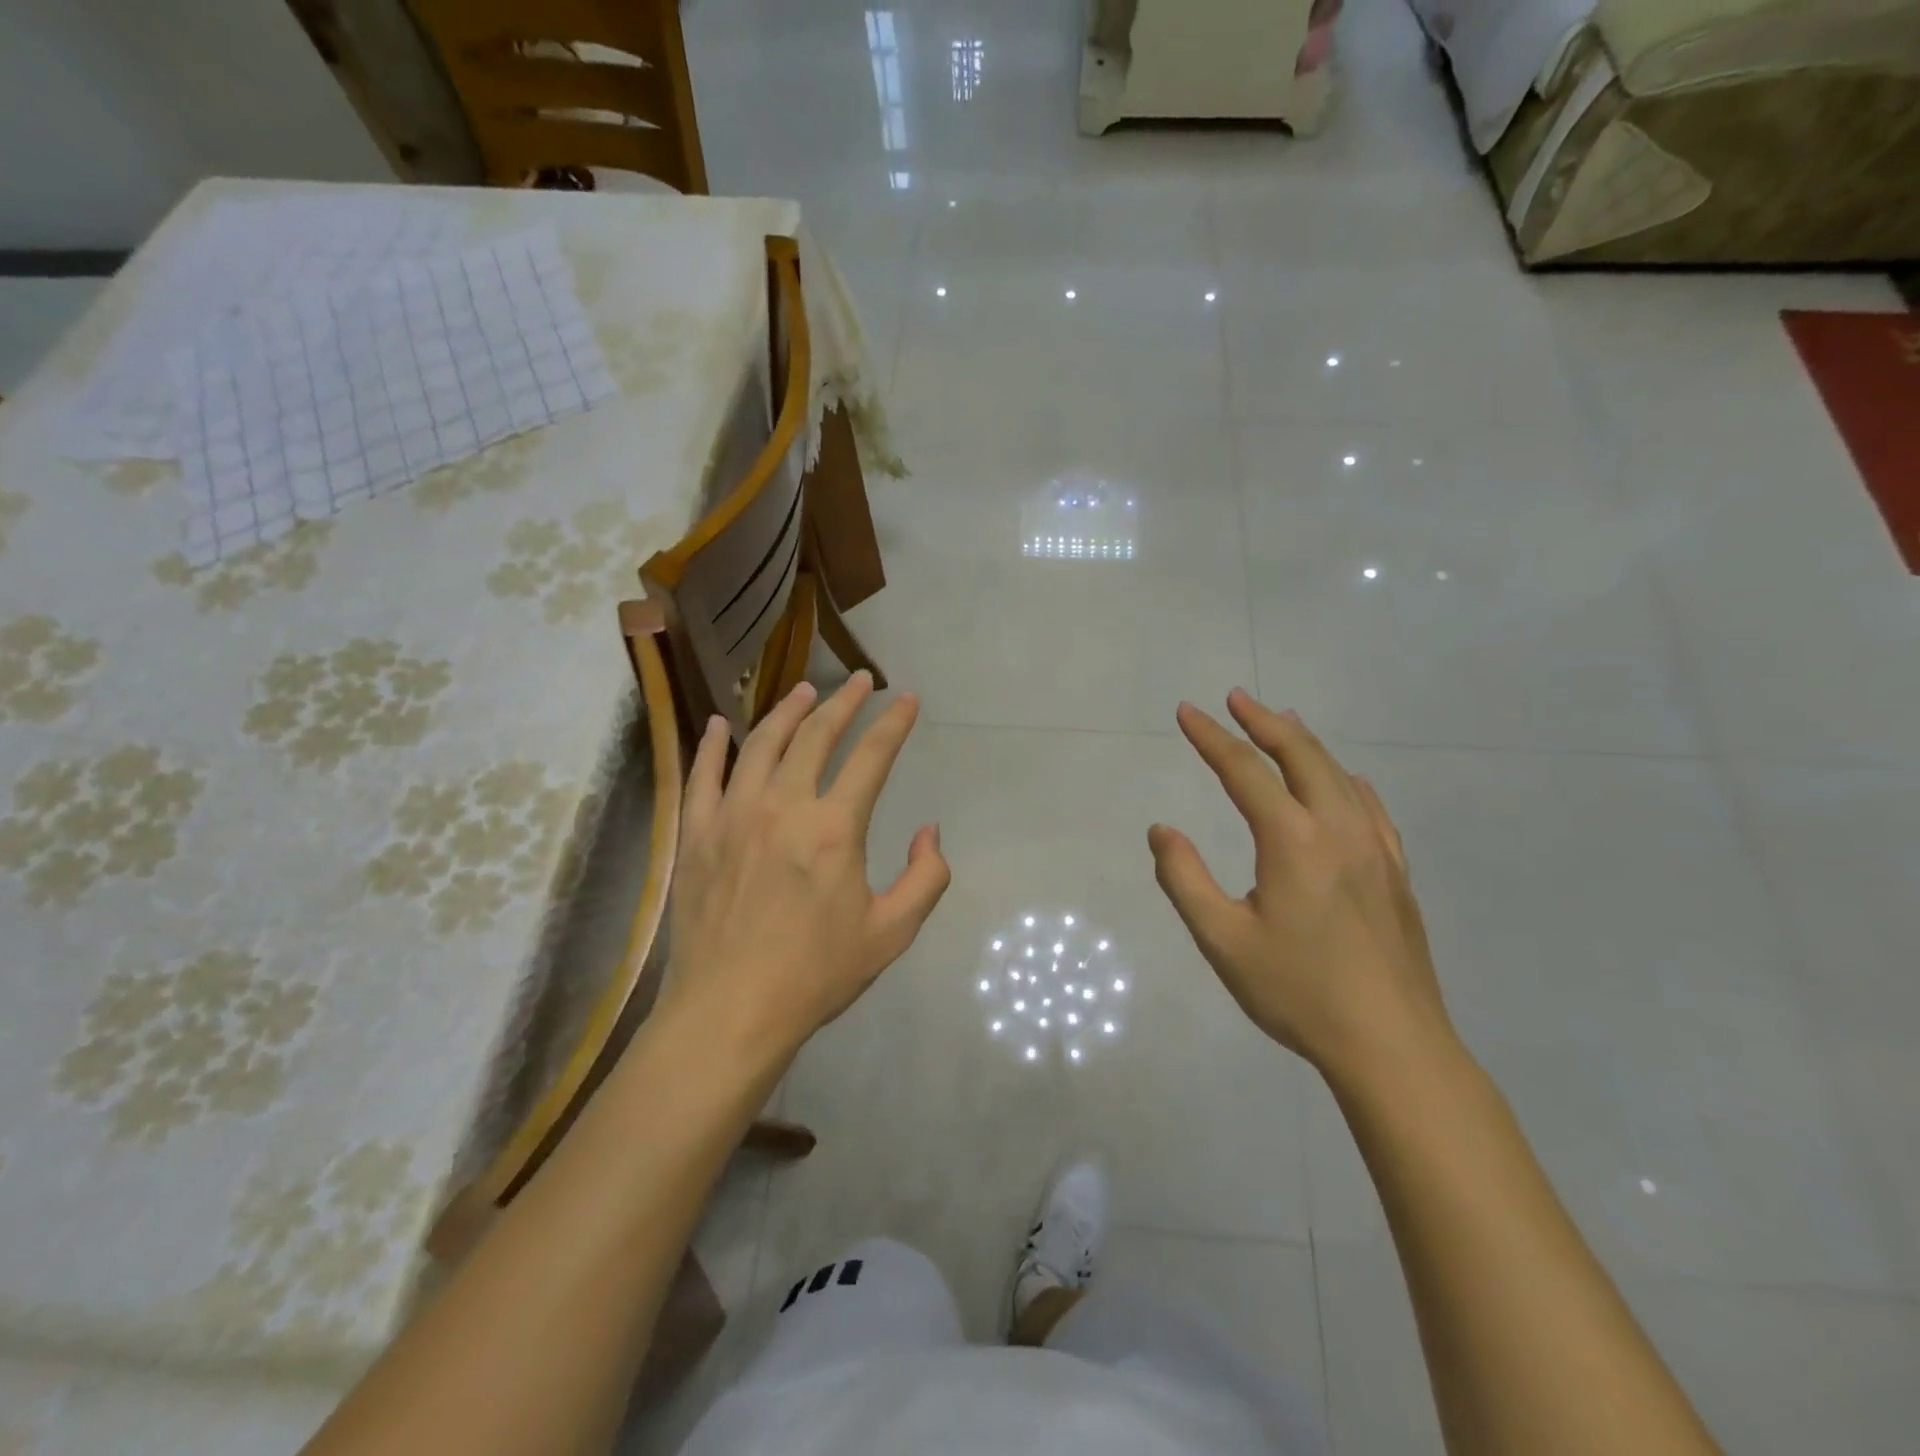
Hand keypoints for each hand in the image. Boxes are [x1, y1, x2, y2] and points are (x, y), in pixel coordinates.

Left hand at [666, 672, 950, 1060]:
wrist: (730, 1011)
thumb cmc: (815, 974)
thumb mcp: (892, 933)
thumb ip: (926, 878)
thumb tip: (929, 831)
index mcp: (835, 828)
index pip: (872, 756)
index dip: (894, 724)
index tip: (907, 700)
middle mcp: (784, 806)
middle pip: (816, 735)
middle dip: (844, 703)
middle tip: (860, 682)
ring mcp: (733, 815)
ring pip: (761, 743)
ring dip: (787, 710)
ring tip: (804, 690)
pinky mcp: (697, 834)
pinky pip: (702, 775)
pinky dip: (712, 745)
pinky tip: (718, 724)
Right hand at [1147, 690, 1453, 1084]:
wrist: (1393, 1046)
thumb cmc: (1298, 992)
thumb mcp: (1222, 940)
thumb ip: (1184, 879)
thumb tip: (1161, 831)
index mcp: (1292, 840)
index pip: (1244, 770)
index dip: (1211, 737)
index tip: (1187, 711)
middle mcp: (1337, 830)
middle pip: (1300, 756)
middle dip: (1264, 722)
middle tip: (1236, 698)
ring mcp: (1375, 849)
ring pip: (1338, 775)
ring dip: (1305, 743)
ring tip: (1282, 722)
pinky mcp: (1396, 874)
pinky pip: (1371, 808)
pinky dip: (1347, 781)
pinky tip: (1345, 782)